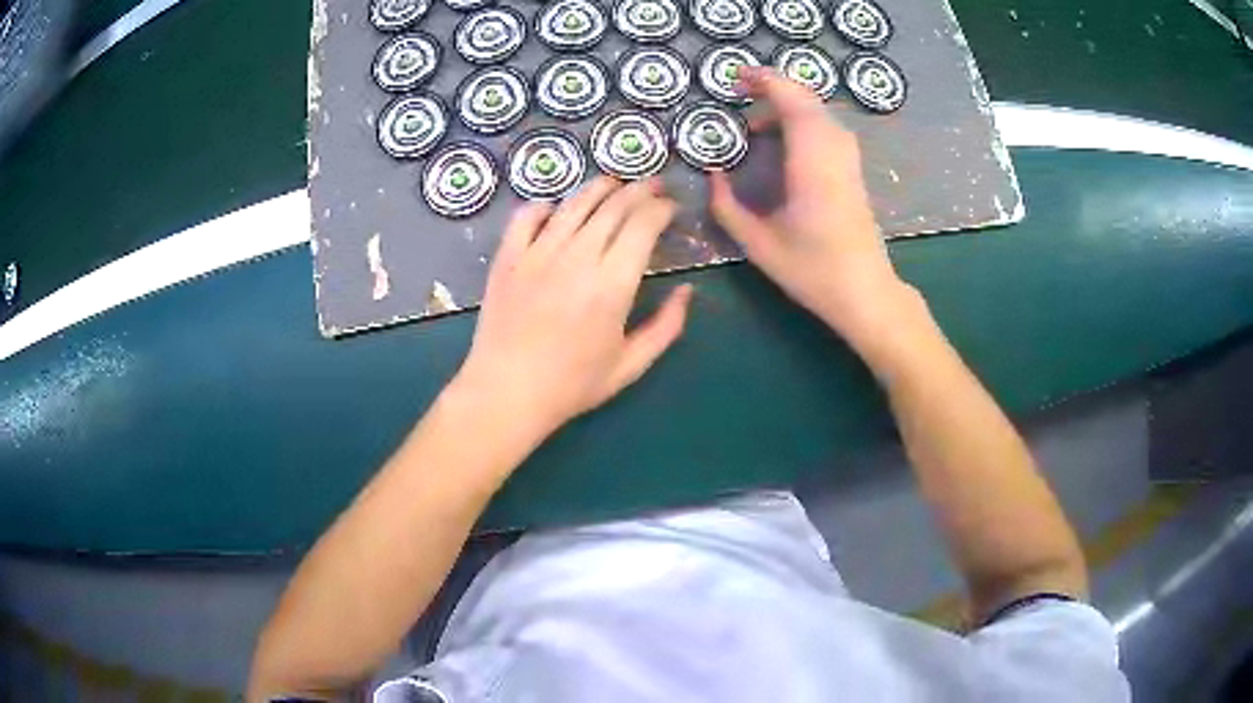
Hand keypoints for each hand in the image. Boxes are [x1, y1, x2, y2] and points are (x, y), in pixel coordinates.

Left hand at [454, 177, 692, 438]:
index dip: (662, 208)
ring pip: (574, 203)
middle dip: (640, 189)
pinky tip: (556, 209)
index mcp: (612, 284)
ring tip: (615, 183)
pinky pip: (527, 216)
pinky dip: (545, 206)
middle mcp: (577, 257)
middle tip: (654, 185)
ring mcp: (537, 253)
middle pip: (614, 205)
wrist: (506, 394)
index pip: (644, 224)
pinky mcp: (507, 257)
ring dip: (599, 187)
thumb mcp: (630, 365)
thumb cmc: (572, 385)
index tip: (672, 207)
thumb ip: (666, 327)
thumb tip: (688, 291)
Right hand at [709, 67, 913, 346]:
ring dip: (787, 107)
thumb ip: (727, 207)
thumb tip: (713, 175)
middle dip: (773, 87)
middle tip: (740, 91)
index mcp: (812, 164)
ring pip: (819, 113)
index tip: (737, 77)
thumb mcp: (759, 245)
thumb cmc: (813, 271)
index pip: (793, 103)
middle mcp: (834, 153)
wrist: (866, 293)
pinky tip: (783, 143)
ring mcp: (848, 161)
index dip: (766, 82)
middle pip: (808, 100)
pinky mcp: (852, 171)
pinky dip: (802, 122)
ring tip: (755, 126)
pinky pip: (827, 129)